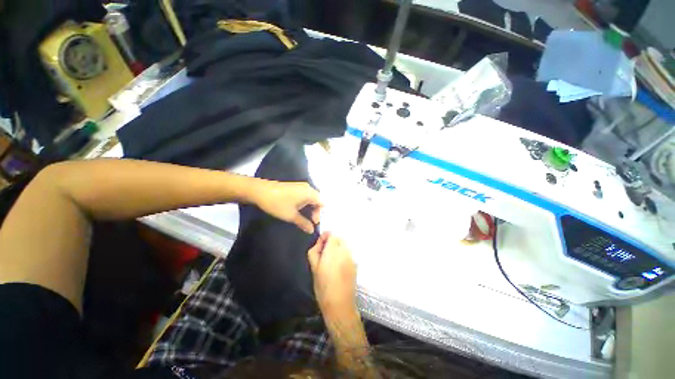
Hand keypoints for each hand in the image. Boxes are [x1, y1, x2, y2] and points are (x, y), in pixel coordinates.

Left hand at [252, 181, 321, 232]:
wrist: (259, 191)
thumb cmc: (278, 203)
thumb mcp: (291, 216)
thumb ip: (304, 223)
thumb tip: (312, 230)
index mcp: (310, 193)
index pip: (322, 203)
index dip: (320, 214)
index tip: (314, 223)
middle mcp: (308, 187)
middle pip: (317, 200)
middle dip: (315, 212)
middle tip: (309, 222)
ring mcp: (300, 186)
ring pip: (310, 198)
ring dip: (309, 208)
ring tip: (303, 218)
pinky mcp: (294, 187)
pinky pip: (304, 196)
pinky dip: (304, 204)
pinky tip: (298, 210)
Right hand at [307, 233, 357, 317]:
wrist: (340, 305)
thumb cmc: (323, 287)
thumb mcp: (314, 268)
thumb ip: (315, 251)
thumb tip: (319, 242)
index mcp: (333, 251)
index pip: (332, 235)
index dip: (326, 236)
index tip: (321, 243)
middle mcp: (344, 251)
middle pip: (339, 239)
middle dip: (332, 241)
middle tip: (325, 252)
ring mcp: (352, 258)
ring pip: (345, 246)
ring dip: (338, 248)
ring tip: (331, 260)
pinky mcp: (355, 264)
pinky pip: (349, 254)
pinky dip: (343, 254)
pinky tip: (338, 266)